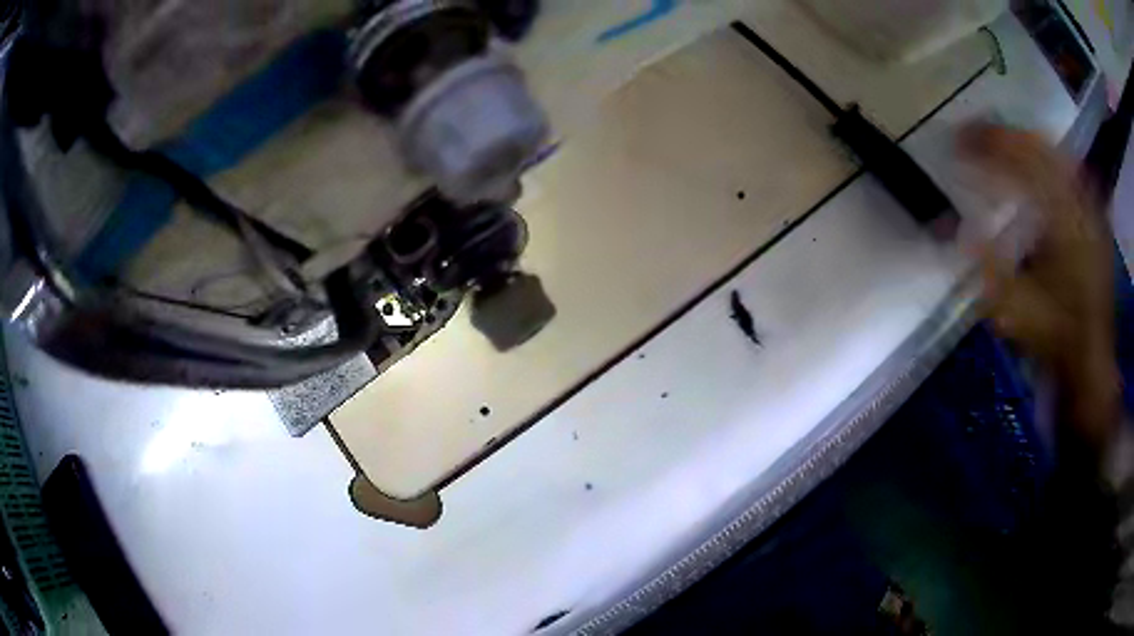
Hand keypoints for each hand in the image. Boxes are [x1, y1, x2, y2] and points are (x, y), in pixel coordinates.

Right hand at [960, 124, 1119, 451]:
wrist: (1091, 364)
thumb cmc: (1054, 342)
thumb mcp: (1014, 313)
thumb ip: (984, 265)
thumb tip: (950, 227)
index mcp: (1060, 222)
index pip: (1019, 162)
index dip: (985, 144)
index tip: (957, 140)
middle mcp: (1078, 204)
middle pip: (1038, 146)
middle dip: (1003, 134)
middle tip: (974, 133)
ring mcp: (1091, 208)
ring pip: (1055, 152)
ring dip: (1025, 141)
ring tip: (1000, 142)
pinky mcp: (1096, 218)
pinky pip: (1071, 171)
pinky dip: (1049, 159)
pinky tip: (1036, 163)